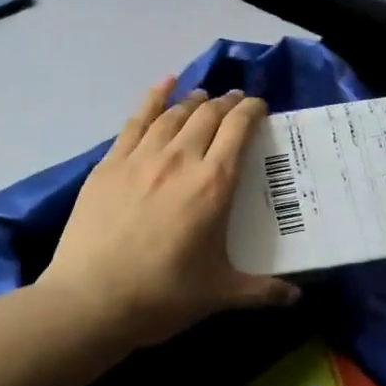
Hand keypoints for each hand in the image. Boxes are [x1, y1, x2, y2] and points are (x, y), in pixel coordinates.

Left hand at [42, 79, 298, 344]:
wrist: (90, 300)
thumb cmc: (161, 296)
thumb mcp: (218, 293)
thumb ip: (261, 290)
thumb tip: (295, 298)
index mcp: (213, 184)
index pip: (238, 129)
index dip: (252, 110)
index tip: (260, 107)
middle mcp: (180, 159)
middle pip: (208, 115)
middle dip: (226, 103)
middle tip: (235, 102)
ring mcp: (141, 158)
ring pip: (174, 114)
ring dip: (194, 100)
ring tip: (204, 96)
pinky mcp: (110, 163)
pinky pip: (136, 120)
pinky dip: (153, 97)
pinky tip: (163, 85)